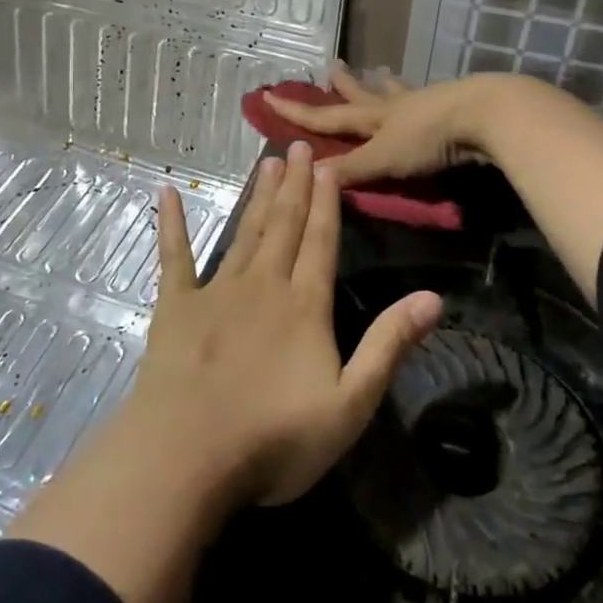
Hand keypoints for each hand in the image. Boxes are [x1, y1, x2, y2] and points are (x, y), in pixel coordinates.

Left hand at [136, 139, 442, 506]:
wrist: (188, 456)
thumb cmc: (275, 438)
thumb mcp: (351, 403)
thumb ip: (389, 345)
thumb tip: (434, 297)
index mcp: (305, 305)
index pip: (321, 241)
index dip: (327, 201)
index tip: (327, 164)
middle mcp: (263, 285)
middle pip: (284, 225)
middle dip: (295, 184)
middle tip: (299, 145)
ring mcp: (216, 292)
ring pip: (244, 232)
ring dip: (257, 196)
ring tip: (267, 162)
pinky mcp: (176, 306)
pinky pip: (174, 256)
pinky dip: (172, 223)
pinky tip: (168, 193)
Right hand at [264, 63, 504, 187]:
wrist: (484, 116)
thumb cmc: (429, 138)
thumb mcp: (384, 158)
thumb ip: (351, 169)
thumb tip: (310, 176)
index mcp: (373, 118)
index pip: (326, 115)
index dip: (297, 110)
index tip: (269, 95)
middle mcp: (394, 106)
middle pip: (362, 95)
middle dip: (343, 86)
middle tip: (332, 67)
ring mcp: (424, 103)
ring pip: (396, 92)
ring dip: (384, 85)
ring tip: (381, 72)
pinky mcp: (451, 107)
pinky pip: (425, 99)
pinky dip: (417, 96)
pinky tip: (426, 95)